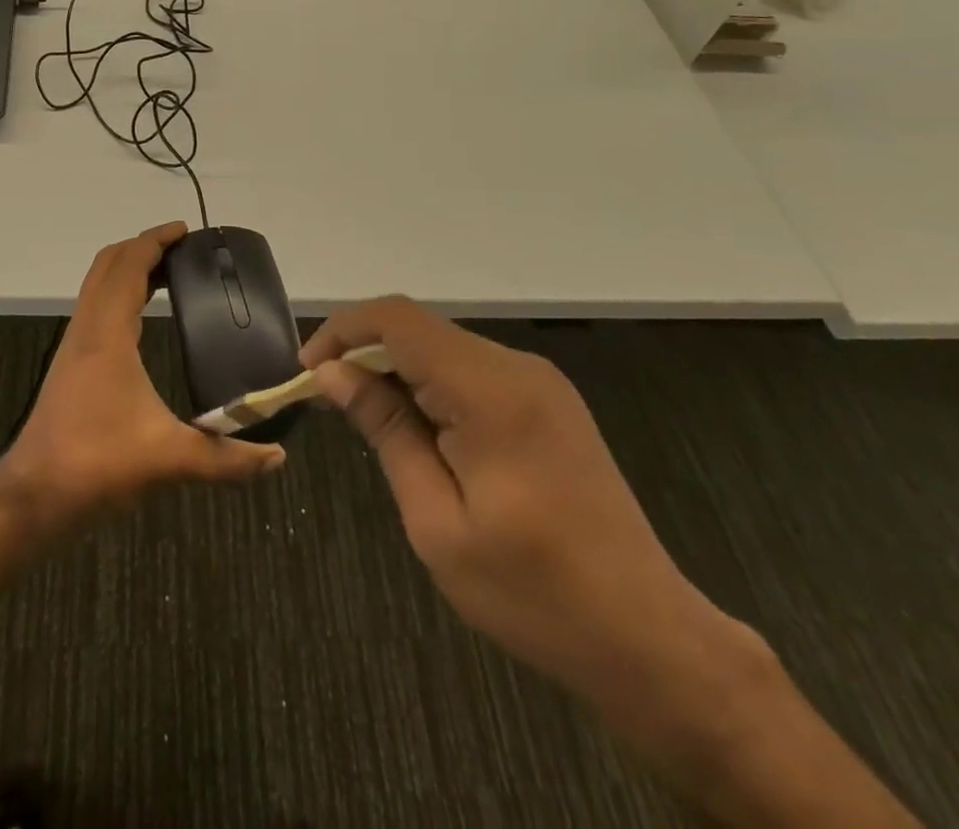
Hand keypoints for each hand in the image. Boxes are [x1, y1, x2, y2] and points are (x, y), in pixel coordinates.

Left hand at [3, 222, 285, 516]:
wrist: (35, 495)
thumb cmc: (97, 464)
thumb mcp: (168, 459)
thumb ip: (226, 458)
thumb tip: (276, 456)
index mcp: (107, 334)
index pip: (128, 266)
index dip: (155, 241)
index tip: (185, 230)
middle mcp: (87, 329)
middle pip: (107, 265)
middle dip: (142, 247)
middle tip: (181, 249)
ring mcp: (74, 345)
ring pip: (97, 286)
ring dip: (127, 269)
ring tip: (167, 275)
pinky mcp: (70, 363)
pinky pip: (95, 308)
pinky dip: (118, 294)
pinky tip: (141, 319)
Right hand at [302, 299, 750, 712]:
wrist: (649, 638)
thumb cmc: (533, 593)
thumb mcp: (437, 521)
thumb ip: (386, 431)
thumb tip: (333, 373)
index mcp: (490, 391)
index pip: (398, 320)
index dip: (343, 330)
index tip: (309, 372)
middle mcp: (517, 368)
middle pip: (419, 329)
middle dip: (366, 353)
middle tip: (331, 403)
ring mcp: (539, 381)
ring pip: (443, 347)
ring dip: (398, 371)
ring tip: (369, 422)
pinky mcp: (548, 400)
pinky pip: (471, 370)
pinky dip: (431, 385)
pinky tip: (421, 432)